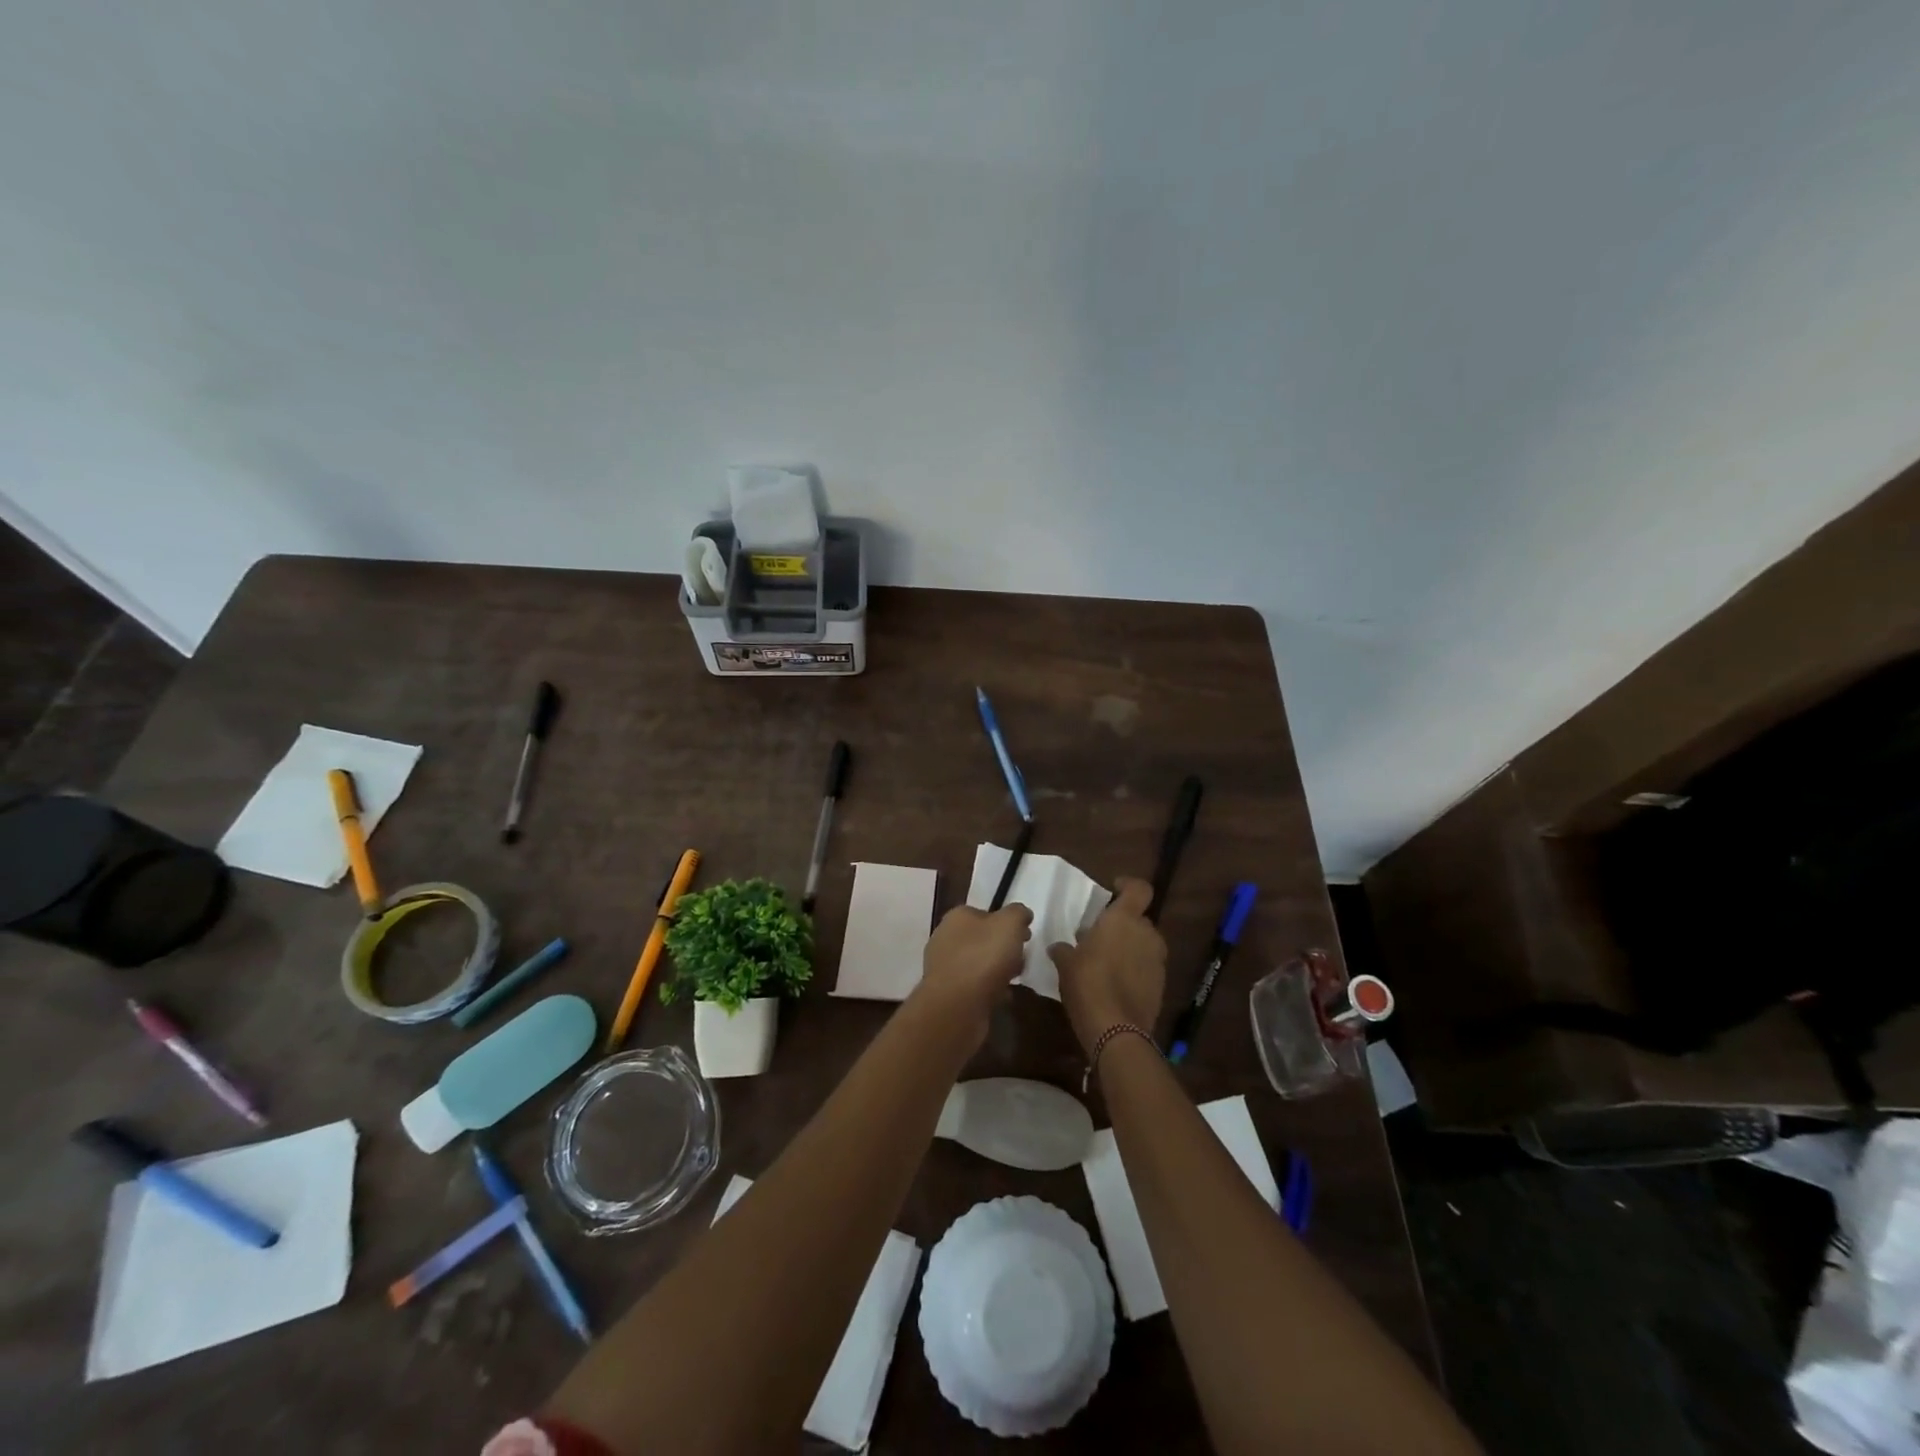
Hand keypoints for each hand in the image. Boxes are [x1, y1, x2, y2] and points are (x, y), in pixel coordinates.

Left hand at [915, 902, 1032, 1025]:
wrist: (957, 1006)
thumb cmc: (983, 957)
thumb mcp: (1009, 924)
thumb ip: (1018, 913)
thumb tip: (1022, 914)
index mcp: (957, 917)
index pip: (985, 913)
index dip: (1007, 922)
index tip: (1026, 936)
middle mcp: (945, 938)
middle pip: (982, 938)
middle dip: (1003, 948)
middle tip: (1022, 959)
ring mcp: (943, 967)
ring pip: (978, 963)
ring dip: (997, 970)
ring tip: (1015, 979)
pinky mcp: (947, 993)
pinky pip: (974, 986)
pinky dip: (988, 990)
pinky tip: (1002, 997)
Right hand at [1050, 877, 1166, 1056]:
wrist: (1116, 1030)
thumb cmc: (1088, 984)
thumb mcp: (1066, 964)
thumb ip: (1063, 950)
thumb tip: (1058, 947)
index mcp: (1124, 919)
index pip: (1139, 889)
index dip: (1128, 886)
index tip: (1114, 890)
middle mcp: (1146, 934)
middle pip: (1139, 919)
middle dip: (1123, 925)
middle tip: (1100, 937)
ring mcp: (1157, 960)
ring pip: (1144, 943)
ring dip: (1129, 947)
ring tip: (1107, 962)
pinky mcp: (1161, 984)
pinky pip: (1147, 966)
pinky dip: (1135, 969)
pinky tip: (1116, 984)